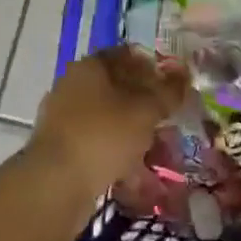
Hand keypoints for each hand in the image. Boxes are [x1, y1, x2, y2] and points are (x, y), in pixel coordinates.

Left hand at [30, 46, 186, 196]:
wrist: (56, 184)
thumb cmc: (104, 135)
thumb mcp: (146, 110)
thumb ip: (168, 91)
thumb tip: (184, 74)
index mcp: (90, 67)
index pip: (127, 55)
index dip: (154, 67)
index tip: (175, 86)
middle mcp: (73, 87)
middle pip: (119, 89)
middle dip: (147, 106)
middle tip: (170, 122)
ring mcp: (64, 119)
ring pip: (110, 120)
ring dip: (135, 133)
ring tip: (160, 153)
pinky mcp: (62, 149)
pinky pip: (99, 145)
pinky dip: (119, 155)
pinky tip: (137, 173)